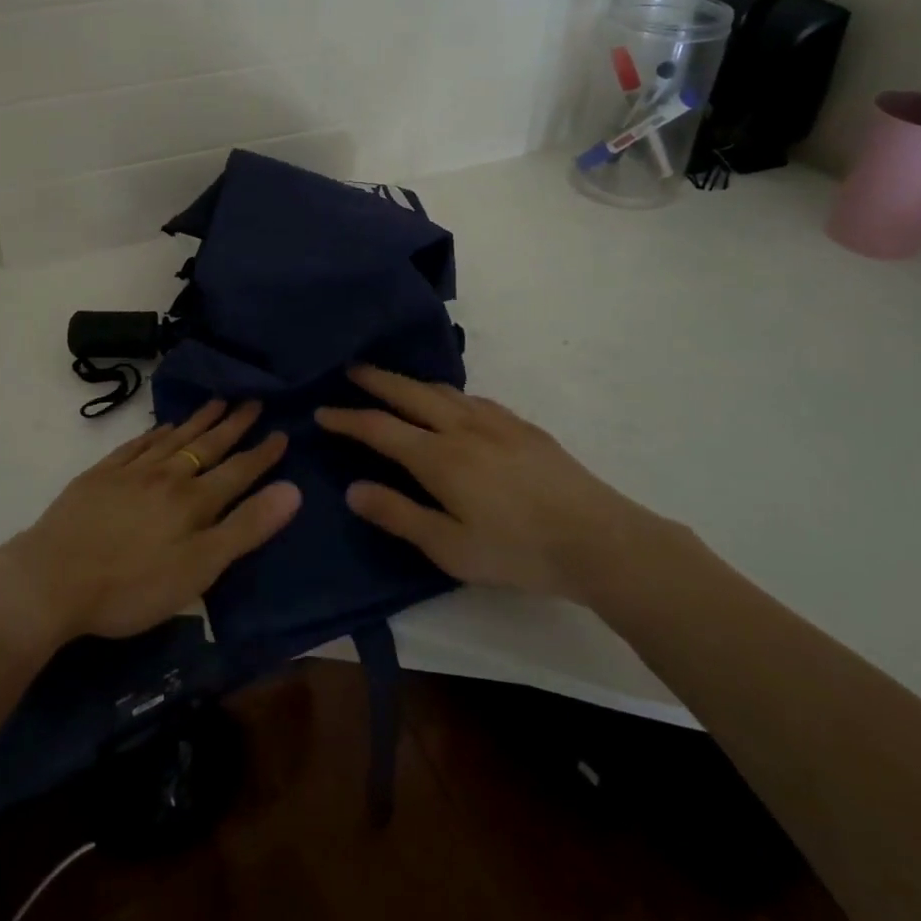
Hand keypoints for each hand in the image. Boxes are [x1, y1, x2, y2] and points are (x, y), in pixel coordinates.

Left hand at [0, 400, 300, 643]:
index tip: (281, 432)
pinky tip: (162, 427)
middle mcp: (167, 477)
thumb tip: (292, 490)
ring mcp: (130, 472)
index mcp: (194, 502)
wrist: (51, 579)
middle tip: (252, 401)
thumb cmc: (131, 585)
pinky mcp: (100, 476)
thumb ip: (246, 528)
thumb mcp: (199, 568)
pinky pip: (136, 444)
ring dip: (198, 421)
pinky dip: (155, 432)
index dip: (262, 454)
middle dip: (233, 425)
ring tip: (217, 402)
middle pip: (206, 446)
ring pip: (173, 439)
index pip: (238, 471)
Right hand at [316, 366, 650, 604]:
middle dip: (376, 380)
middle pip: (409, 393)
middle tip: (351, 370)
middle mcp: (462, 427)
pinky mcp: (522, 426)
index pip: (380, 429)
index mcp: (439, 457)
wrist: (598, 538)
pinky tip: (452, 403)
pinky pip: (472, 398)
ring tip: (394, 382)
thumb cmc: (518, 551)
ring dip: (411, 382)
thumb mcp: (450, 548)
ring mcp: (495, 422)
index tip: (322, 412)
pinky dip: (447, 393)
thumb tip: (352, 489)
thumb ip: (399, 515)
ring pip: (442, 390)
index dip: (348, 419)